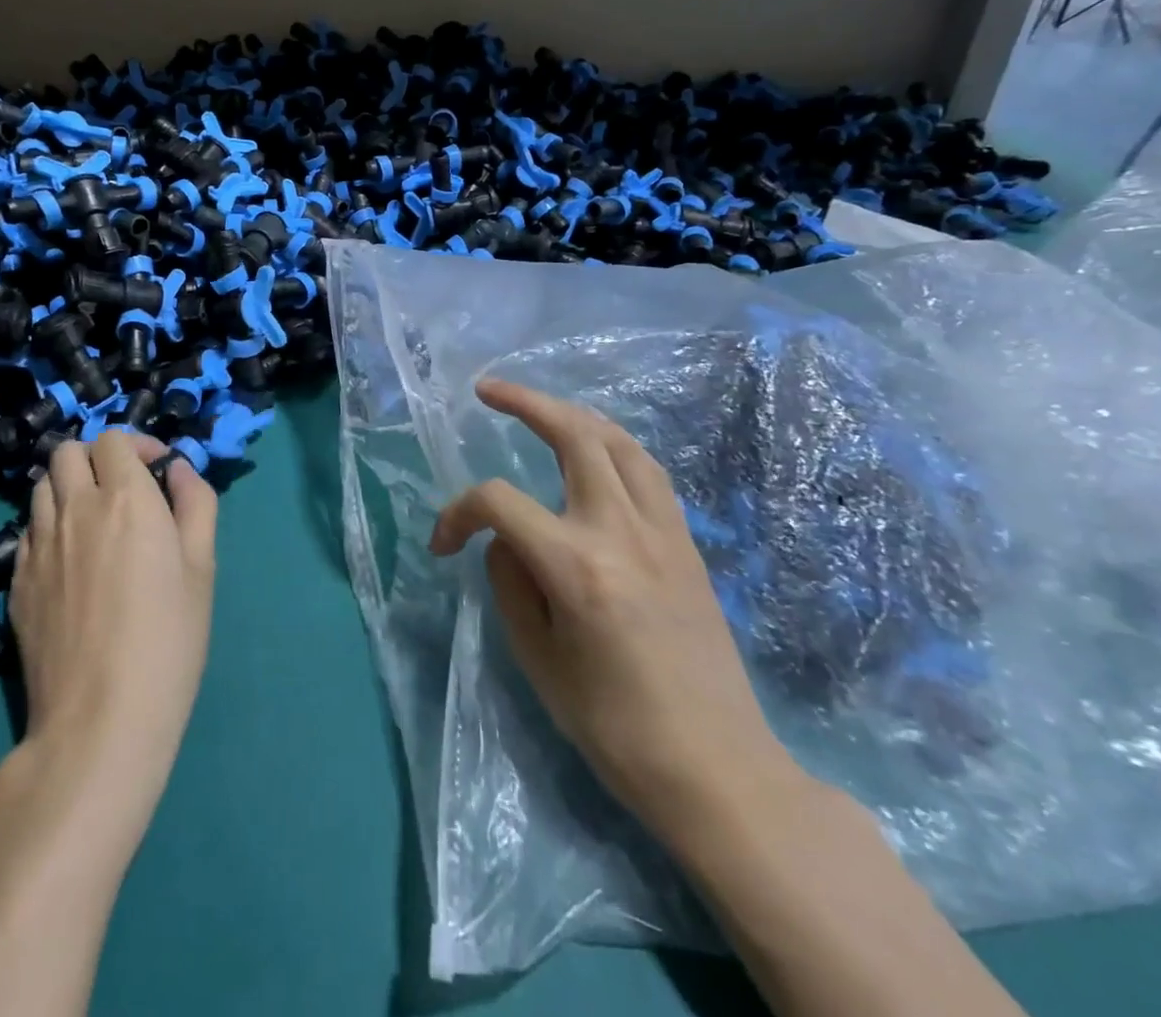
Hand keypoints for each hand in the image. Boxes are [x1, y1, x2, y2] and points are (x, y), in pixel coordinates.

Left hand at [9, 431, 217, 826]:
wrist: (100, 719)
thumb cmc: (168, 638)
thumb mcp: (202, 567)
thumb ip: (196, 503)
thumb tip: (179, 469)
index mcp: (126, 499)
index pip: (113, 439)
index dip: (138, 445)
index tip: (158, 470)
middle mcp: (75, 509)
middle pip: (67, 451)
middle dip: (96, 457)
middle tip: (123, 488)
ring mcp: (37, 545)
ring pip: (42, 487)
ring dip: (69, 486)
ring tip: (95, 520)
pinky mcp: (15, 581)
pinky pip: (28, 530)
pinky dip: (50, 525)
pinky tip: (71, 561)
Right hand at [432, 380, 802, 840]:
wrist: (717, 769)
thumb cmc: (616, 729)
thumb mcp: (539, 662)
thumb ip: (511, 585)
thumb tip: (504, 541)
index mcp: (577, 566)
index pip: (500, 503)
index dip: (458, 513)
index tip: (443, 544)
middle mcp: (622, 531)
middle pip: (574, 435)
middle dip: (526, 402)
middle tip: (489, 390)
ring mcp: (663, 531)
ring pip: (619, 441)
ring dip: (575, 415)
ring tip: (542, 410)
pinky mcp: (687, 543)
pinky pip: (648, 472)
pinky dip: (613, 446)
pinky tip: (596, 453)